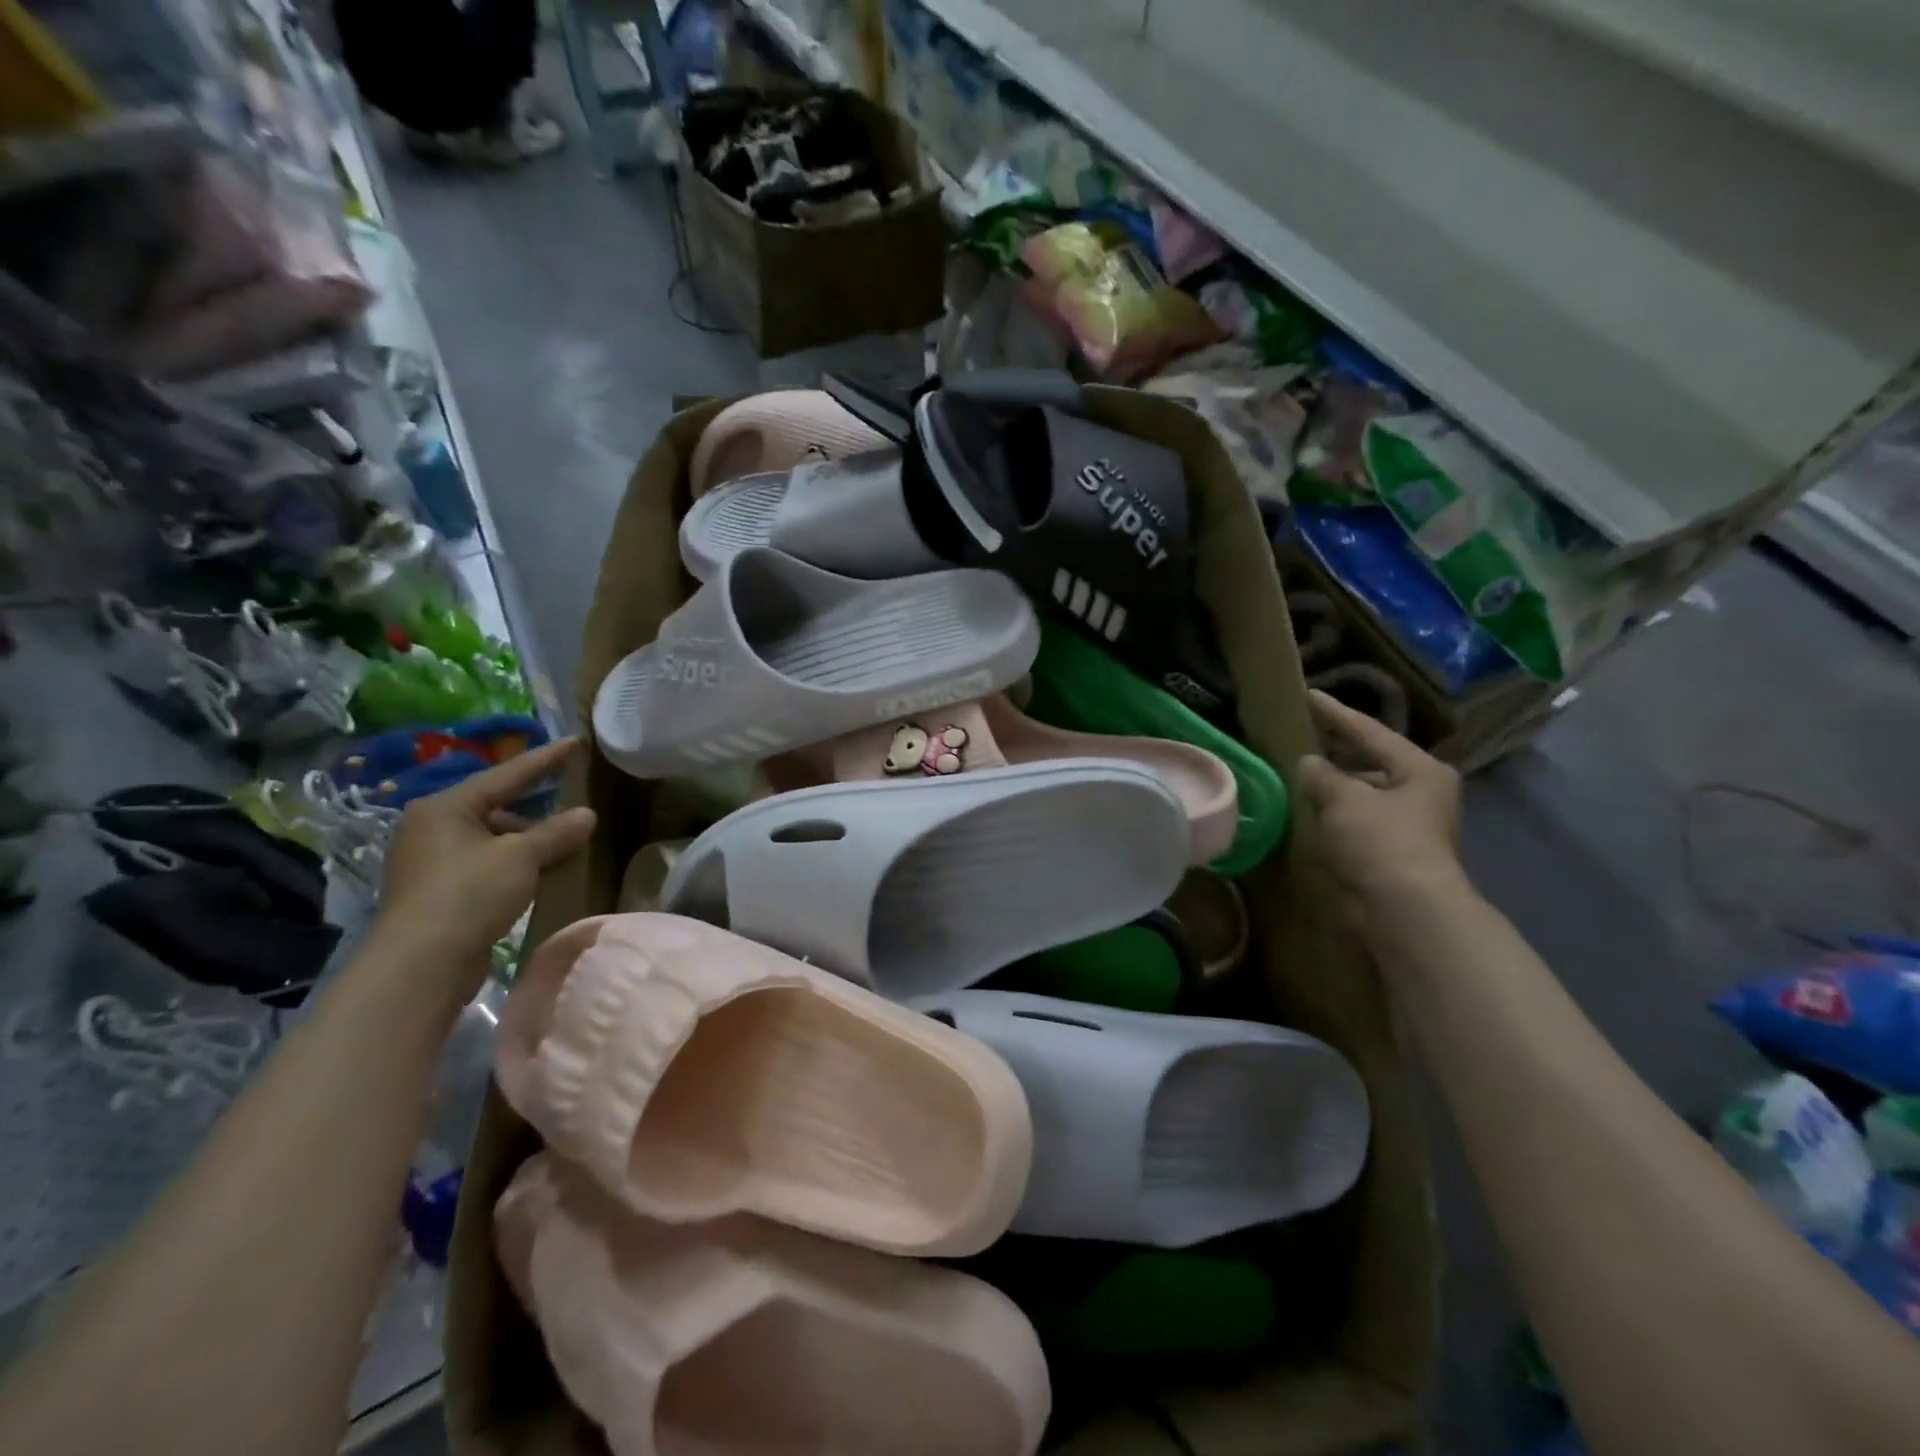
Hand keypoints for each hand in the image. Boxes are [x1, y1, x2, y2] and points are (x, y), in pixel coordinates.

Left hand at [371, 738, 595, 991]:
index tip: (575, 742)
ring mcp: (432, 861)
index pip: (506, 774)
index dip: (545, 759)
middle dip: (536, 806)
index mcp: (446, 807)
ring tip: (565, 842)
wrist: (421, 965)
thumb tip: (587, 814)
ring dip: (528, 840)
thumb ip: (556, 832)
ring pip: (492, 838)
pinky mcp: (439, 892)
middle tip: (573, 798)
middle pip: (496, 806)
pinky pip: (487, 863)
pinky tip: (540, 871)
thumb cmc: (469, 894)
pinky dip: (515, 863)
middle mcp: (432, 827)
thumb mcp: (521, 857)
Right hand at [1298, 690, 1465, 910]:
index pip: (1370, 731)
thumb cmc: (1380, 842)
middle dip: (1336, 752)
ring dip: (1334, 787)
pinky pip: (1357, 822)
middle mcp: (1421, 793)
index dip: (1335, 714)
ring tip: (1297, 774)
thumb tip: (1308, 763)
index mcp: (1420, 770)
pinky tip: (1308, 812)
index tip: (1308, 695)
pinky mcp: (1393, 854)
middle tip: (1302, 735)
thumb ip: (1321, 774)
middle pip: (1371, 762)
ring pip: (1363, 795)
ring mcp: (1410, 826)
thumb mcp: (1344, 798)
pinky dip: (1335, 815)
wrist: (1404, 911)